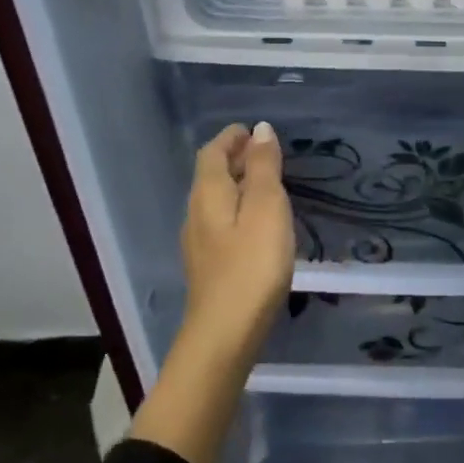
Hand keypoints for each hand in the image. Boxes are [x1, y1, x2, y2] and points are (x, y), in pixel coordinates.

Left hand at [180, 121, 295, 356]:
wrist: (226, 332)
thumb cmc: (252, 264)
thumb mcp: (267, 208)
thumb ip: (264, 167)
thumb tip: (260, 130)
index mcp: (208, 194)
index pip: (212, 153)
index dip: (231, 138)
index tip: (253, 130)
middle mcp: (196, 213)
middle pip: (211, 175)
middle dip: (234, 158)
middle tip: (266, 152)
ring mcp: (199, 243)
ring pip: (215, 200)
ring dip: (237, 184)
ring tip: (267, 183)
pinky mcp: (209, 266)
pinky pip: (221, 222)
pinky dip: (238, 208)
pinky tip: (258, 223)